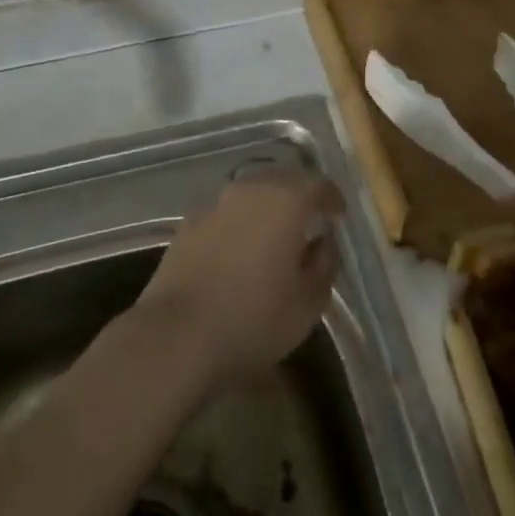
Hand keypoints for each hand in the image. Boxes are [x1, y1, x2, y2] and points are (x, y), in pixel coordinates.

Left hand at [135, 167, 342, 387]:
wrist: (177, 335)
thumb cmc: (254, 318)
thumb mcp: (308, 302)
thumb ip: (325, 264)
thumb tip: (322, 242)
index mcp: (286, 201)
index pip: (318, 185)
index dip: (332, 199)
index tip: (338, 216)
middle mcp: (250, 190)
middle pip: (282, 179)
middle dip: (299, 196)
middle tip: (309, 220)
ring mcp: (215, 203)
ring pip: (251, 192)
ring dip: (266, 206)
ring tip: (274, 233)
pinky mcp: (188, 223)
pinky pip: (225, 211)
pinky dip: (238, 221)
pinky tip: (239, 247)